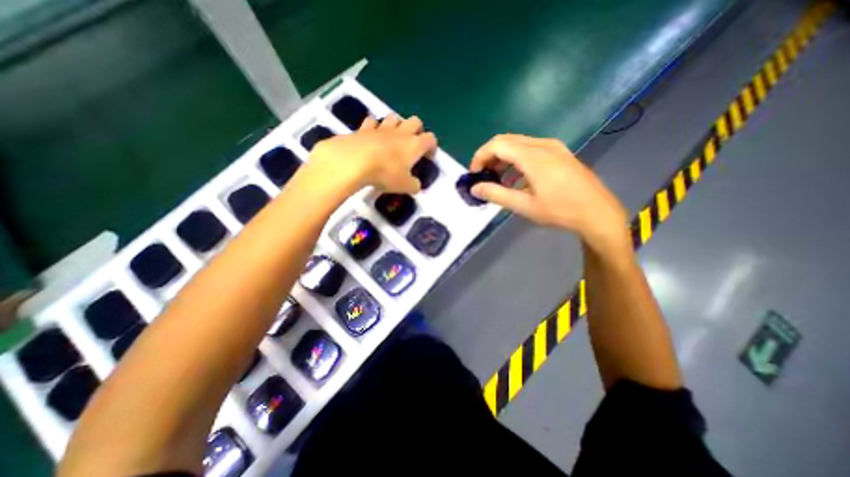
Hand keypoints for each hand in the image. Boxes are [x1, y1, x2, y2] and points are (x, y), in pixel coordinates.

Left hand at [307, 114, 436, 192]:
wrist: (355, 161)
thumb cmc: (385, 173)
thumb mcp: (404, 186)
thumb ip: (414, 185)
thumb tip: (416, 185)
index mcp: (414, 145)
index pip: (430, 139)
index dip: (432, 147)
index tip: (428, 157)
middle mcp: (401, 133)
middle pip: (415, 121)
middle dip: (417, 130)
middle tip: (412, 144)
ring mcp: (382, 128)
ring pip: (394, 117)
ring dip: (396, 125)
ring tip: (392, 138)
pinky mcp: (364, 128)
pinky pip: (372, 122)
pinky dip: (373, 127)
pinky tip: (371, 136)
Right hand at [473, 134, 628, 252]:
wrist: (597, 213)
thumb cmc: (560, 211)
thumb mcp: (524, 206)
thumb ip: (497, 195)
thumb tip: (475, 188)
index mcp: (534, 157)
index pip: (497, 145)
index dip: (480, 156)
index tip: (474, 173)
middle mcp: (543, 145)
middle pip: (506, 140)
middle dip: (490, 155)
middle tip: (483, 175)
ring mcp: (554, 147)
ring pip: (518, 143)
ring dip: (503, 157)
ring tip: (497, 178)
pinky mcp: (560, 152)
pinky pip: (530, 148)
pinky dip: (516, 159)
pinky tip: (516, 178)